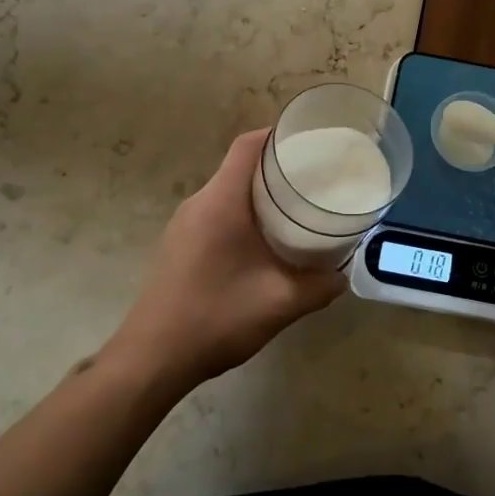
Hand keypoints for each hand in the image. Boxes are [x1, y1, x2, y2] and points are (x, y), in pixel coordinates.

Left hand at [107, 128, 345, 391]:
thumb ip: (319, 286)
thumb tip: (342, 274)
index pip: (247, 146)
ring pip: (229, 191)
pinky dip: (244, 214)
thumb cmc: (215, 319)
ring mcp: (184, 224)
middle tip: (316, 178)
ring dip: (261, 193)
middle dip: (278, 167)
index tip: (310, 141)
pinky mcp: (179, 244)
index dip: (277, 135)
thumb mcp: (279, 304)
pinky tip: (266, 241)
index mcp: (221, 202)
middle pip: (240, 166)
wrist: (151, 360)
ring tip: (298, 208)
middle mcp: (199, 203)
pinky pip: (217, 213)